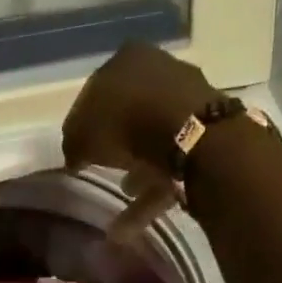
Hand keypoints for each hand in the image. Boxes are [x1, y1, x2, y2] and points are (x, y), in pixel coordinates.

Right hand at [62, 42, 216, 236]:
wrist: (191, 136)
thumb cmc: (126, 121)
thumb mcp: (81, 133)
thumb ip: (73, 143)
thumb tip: (74, 156)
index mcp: (128, 59)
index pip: (98, 91)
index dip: (85, 123)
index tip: (79, 149)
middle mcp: (162, 71)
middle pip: (130, 112)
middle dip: (116, 144)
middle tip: (101, 168)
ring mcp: (190, 102)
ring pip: (154, 139)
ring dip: (137, 170)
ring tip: (122, 195)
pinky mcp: (209, 135)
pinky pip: (174, 164)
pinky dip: (153, 191)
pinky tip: (132, 223)